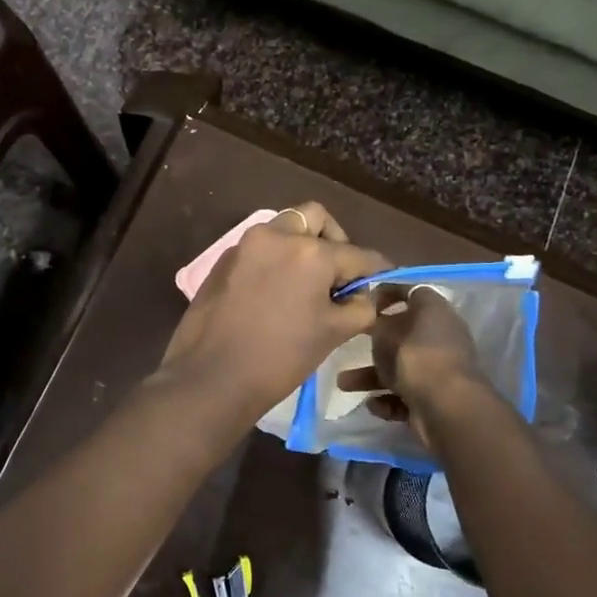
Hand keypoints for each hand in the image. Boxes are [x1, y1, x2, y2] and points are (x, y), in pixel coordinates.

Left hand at [157, 203, 390, 422]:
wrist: (212, 378)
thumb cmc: (280, 357)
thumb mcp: (332, 333)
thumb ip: (360, 307)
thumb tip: (367, 295)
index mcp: (310, 252)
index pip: (357, 254)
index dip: (376, 270)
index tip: (384, 280)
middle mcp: (276, 235)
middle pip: (315, 219)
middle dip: (334, 240)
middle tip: (338, 275)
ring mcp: (245, 245)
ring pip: (284, 228)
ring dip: (302, 246)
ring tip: (307, 284)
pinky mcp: (223, 261)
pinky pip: (259, 248)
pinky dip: (275, 259)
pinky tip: (276, 293)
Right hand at [342, 284, 488, 441]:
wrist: (446, 407)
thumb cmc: (415, 357)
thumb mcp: (386, 332)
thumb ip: (377, 323)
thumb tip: (376, 322)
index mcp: (435, 312)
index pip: (411, 292)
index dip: (387, 293)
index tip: (363, 301)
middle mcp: (441, 338)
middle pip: (403, 334)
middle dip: (375, 343)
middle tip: (351, 343)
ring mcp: (439, 370)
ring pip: (400, 368)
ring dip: (371, 376)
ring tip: (343, 384)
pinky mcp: (435, 398)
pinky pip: (406, 394)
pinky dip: (388, 399)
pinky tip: (373, 404)